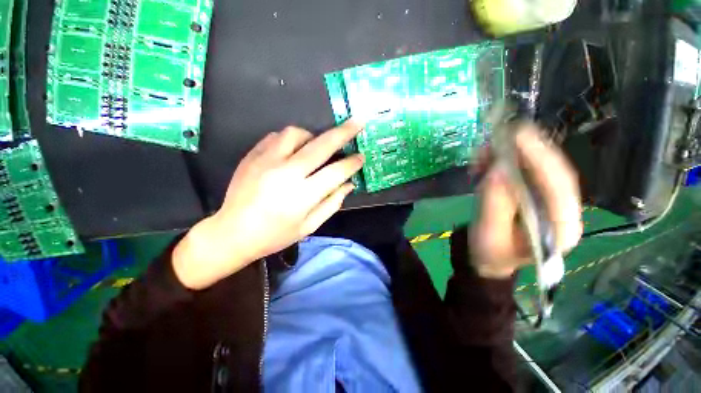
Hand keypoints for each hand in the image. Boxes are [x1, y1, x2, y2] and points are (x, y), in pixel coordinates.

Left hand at [173, 121, 364, 289]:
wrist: (232, 233)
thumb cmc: (275, 235)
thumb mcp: (309, 226)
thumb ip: (332, 203)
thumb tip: (348, 184)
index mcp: (302, 195)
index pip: (336, 172)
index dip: (352, 163)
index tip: (361, 157)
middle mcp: (286, 173)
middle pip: (321, 145)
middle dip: (343, 132)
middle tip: (357, 123)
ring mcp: (266, 161)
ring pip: (296, 133)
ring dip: (312, 136)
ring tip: (316, 146)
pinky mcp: (252, 156)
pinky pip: (276, 137)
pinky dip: (290, 140)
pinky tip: (293, 151)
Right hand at [470, 125, 582, 278]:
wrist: (490, 258)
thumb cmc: (490, 253)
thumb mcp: (489, 233)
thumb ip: (495, 203)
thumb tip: (498, 169)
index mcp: (560, 228)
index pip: (560, 187)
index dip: (541, 159)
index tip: (519, 137)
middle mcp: (562, 210)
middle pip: (553, 172)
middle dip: (528, 150)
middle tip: (504, 133)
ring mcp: (549, 201)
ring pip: (538, 168)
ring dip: (512, 154)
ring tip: (485, 151)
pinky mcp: (534, 194)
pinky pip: (523, 171)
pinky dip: (504, 161)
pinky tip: (486, 160)